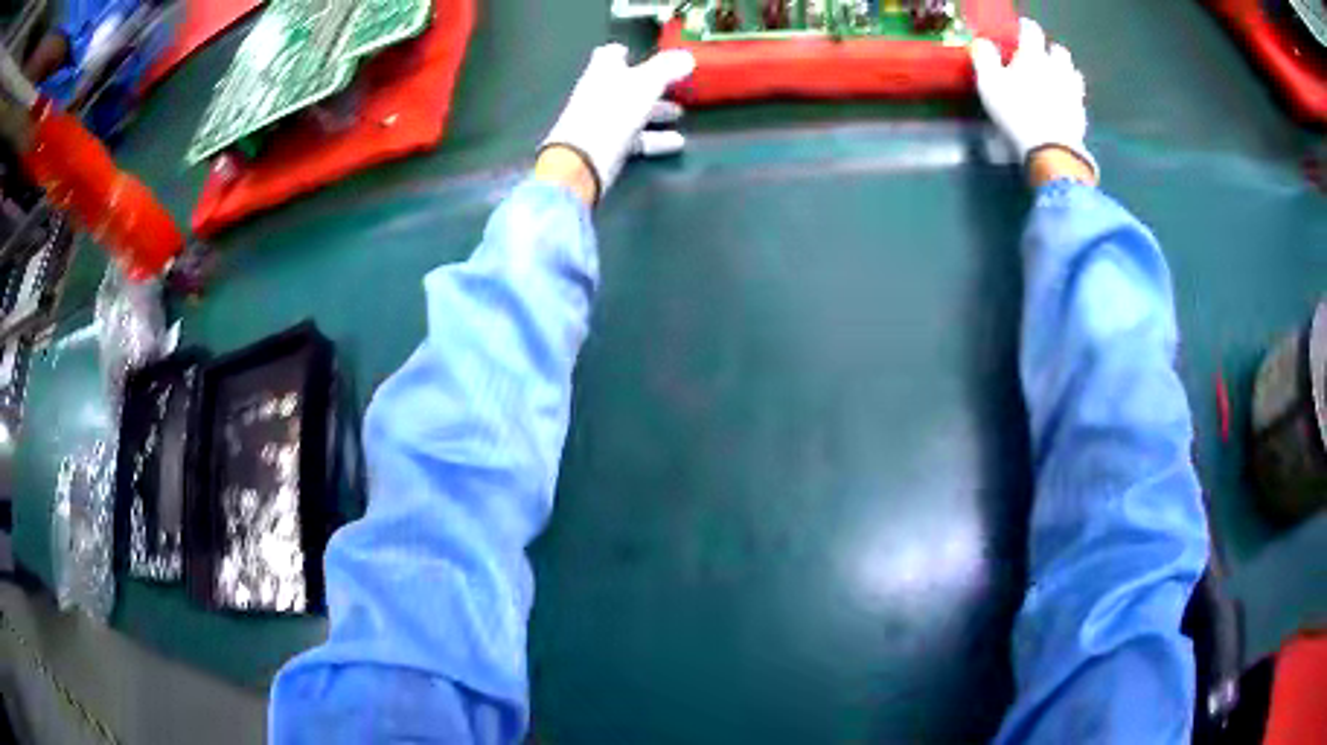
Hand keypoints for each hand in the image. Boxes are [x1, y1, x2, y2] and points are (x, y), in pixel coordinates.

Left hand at [541, 44, 695, 204]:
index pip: (609, 55)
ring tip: (678, 113)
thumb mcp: (645, 85)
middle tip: (673, 84)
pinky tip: (676, 142)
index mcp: (603, 73)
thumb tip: (687, 56)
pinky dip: (654, 138)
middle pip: (625, 84)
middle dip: (649, 84)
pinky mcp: (607, 146)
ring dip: (655, 111)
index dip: (622, 52)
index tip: (635, 52)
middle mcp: (599, 93)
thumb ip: (666, 69)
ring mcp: (602, 121)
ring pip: (632, 110)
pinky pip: (634, 137)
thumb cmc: (612, 113)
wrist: (583, 161)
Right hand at [971, 19, 1098, 185]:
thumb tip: (983, 42)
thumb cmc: (1016, 112)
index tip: (1021, 30)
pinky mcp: (1081, 113)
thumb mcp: (989, 83)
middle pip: (1058, 50)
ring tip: (1055, 77)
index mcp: (1034, 56)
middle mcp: (1057, 68)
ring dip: (1064, 71)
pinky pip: (1078, 97)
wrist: (1051, 151)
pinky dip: (1071, 95)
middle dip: (1049, 50)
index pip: (1031, 31)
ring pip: (1072, 71)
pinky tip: (1064, 102)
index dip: (1025, 28)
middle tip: (1040, 56)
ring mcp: (1073, 91)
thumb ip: (985, 57)